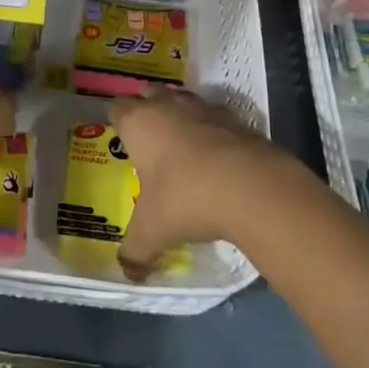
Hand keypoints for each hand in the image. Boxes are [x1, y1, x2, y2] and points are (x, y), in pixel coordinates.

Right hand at [113, 90, 296, 280]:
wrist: (251, 186)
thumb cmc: (186, 198)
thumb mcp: (153, 230)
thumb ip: (135, 250)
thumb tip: (128, 273)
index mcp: (139, 122)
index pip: (117, 107)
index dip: (116, 120)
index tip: (119, 138)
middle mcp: (168, 106)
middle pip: (149, 94)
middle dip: (147, 110)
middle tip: (148, 141)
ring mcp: (204, 108)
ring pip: (183, 100)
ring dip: (180, 116)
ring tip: (181, 147)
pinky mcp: (236, 119)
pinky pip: (215, 118)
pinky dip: (211, 131)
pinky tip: (216, 158)